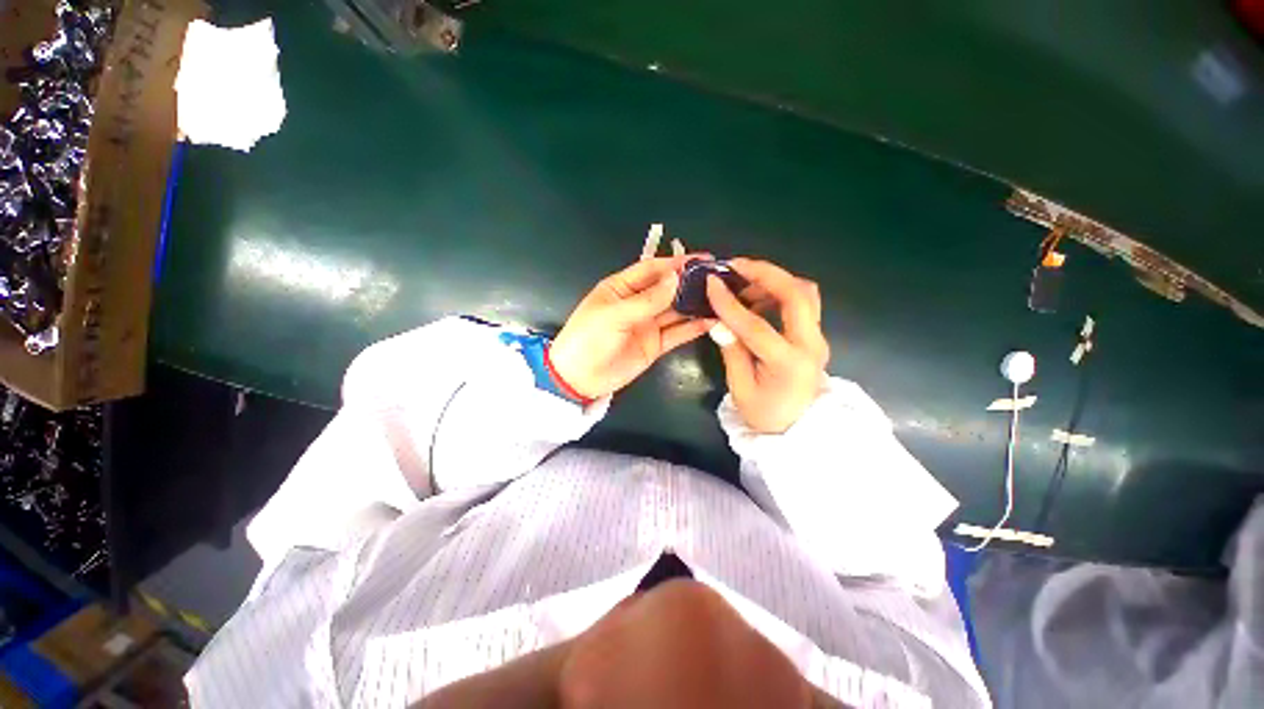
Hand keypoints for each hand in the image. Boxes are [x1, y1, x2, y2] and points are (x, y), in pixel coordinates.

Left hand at [550, 256, 714, 398]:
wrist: (579, 379)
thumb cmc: (589, 339)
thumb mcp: (615, 315)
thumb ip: (647, 299)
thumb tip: (676, 278)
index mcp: (622, 288)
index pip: (653, 270)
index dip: (676, 264)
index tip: (703, 260)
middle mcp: (638, 303)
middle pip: (668, 288)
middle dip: (690, 283)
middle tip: (719, 279)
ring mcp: (648, 324)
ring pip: (676, 310)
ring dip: (695, 304)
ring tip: (722, 298)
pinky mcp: (655, 345)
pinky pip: (677, 333)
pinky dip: (694, 327)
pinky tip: (712, 321)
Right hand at [705, 259, 829, 432]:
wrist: (799, 430)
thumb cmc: (765, 415)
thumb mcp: (741, 389)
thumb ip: (732, 352)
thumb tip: (719, 322)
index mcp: (788, 364)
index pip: (756, 326)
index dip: (730, 303)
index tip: (711, 283)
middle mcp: (810, 345)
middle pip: (796, 294)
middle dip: (765, 273)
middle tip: (735, 266)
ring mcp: (817, 338)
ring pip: (804, 293)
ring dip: (774, 280)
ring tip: (742, 283)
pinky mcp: (815, 335)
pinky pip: (802, 302)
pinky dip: (779, 291)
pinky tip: (757, 298)